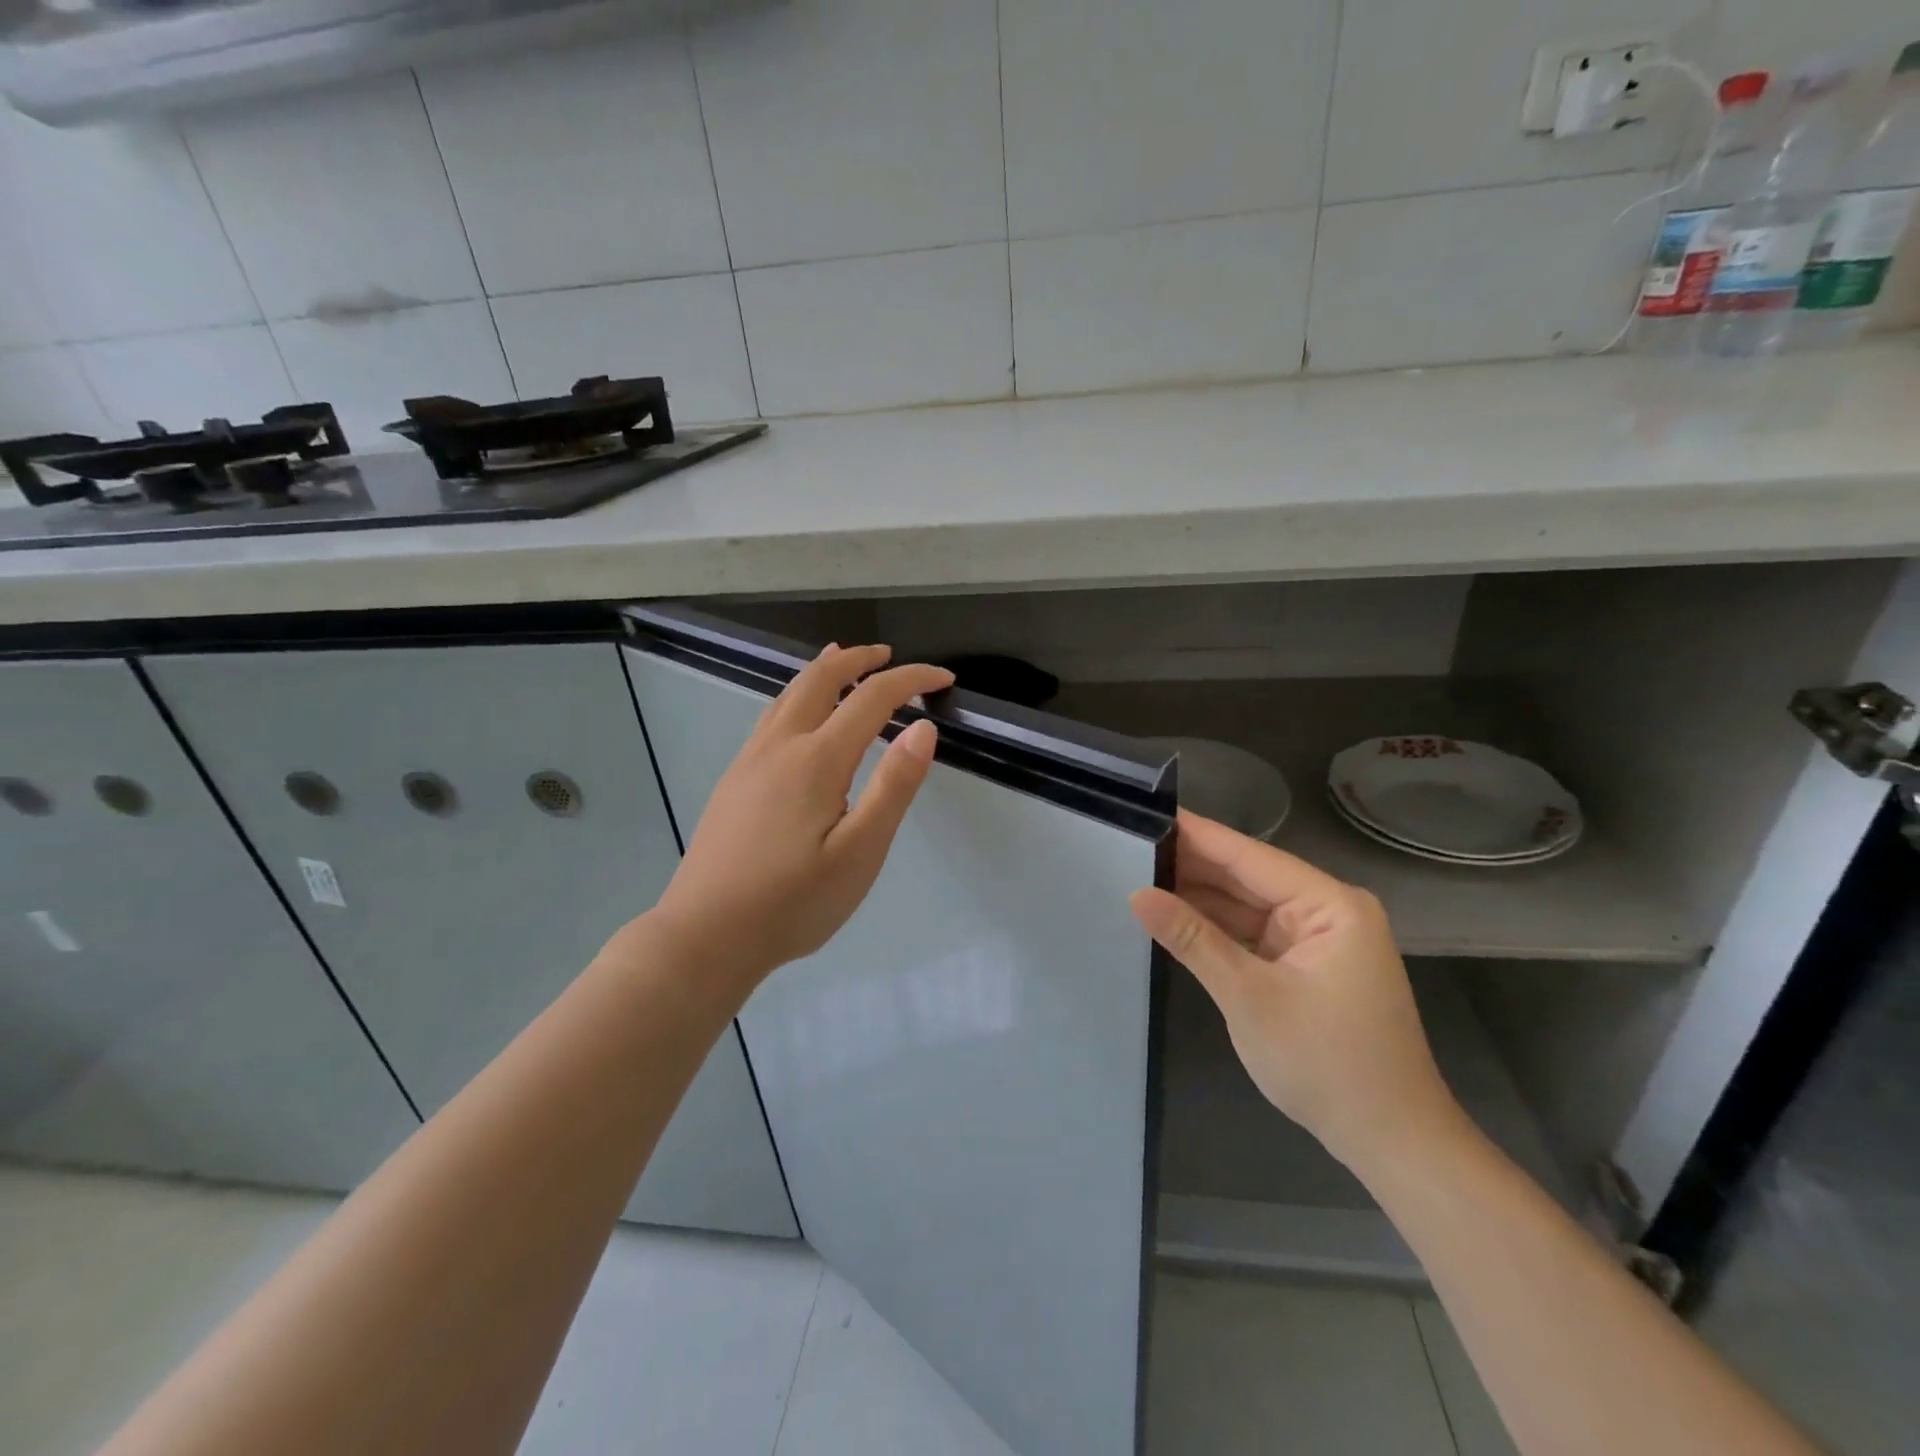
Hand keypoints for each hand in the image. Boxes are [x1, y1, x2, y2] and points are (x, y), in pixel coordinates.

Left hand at [650, 643, 954, 986]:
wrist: (705, 936)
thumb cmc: (792, 902)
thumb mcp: (859, 853)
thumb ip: (894, 787)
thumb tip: (923, 727)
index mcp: (817, 760)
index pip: (872, 697)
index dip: (911, 680)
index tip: (944, 678)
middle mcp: (780, 746)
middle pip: (820, 679)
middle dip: (858, 659)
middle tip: (889, 656)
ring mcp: (750, 760)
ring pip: (788, 693)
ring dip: (823, 670)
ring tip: (844, 660)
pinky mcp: (734, 780)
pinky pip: (771, 715)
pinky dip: (797, 694)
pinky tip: (799, 714)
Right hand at [1130, 811, 1462, 1175]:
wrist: (1390, 1142)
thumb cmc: (1326, 1064)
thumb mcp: (1249, 997)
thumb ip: (1192, 939)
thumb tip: (1137, 894)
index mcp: (1330, 905)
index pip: (1250, 857)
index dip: (1198, 836)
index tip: (1148, 813)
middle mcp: (1327, 911)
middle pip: (1248, 878)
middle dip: (1193, 866)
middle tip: (1131, 845)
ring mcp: (1316, 940)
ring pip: (1247, 907)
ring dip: (1200, 898)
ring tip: (1140, 874)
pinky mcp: (1305, 966)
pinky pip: (1252, 934)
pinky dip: (1216, 929)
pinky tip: (1174, 915)